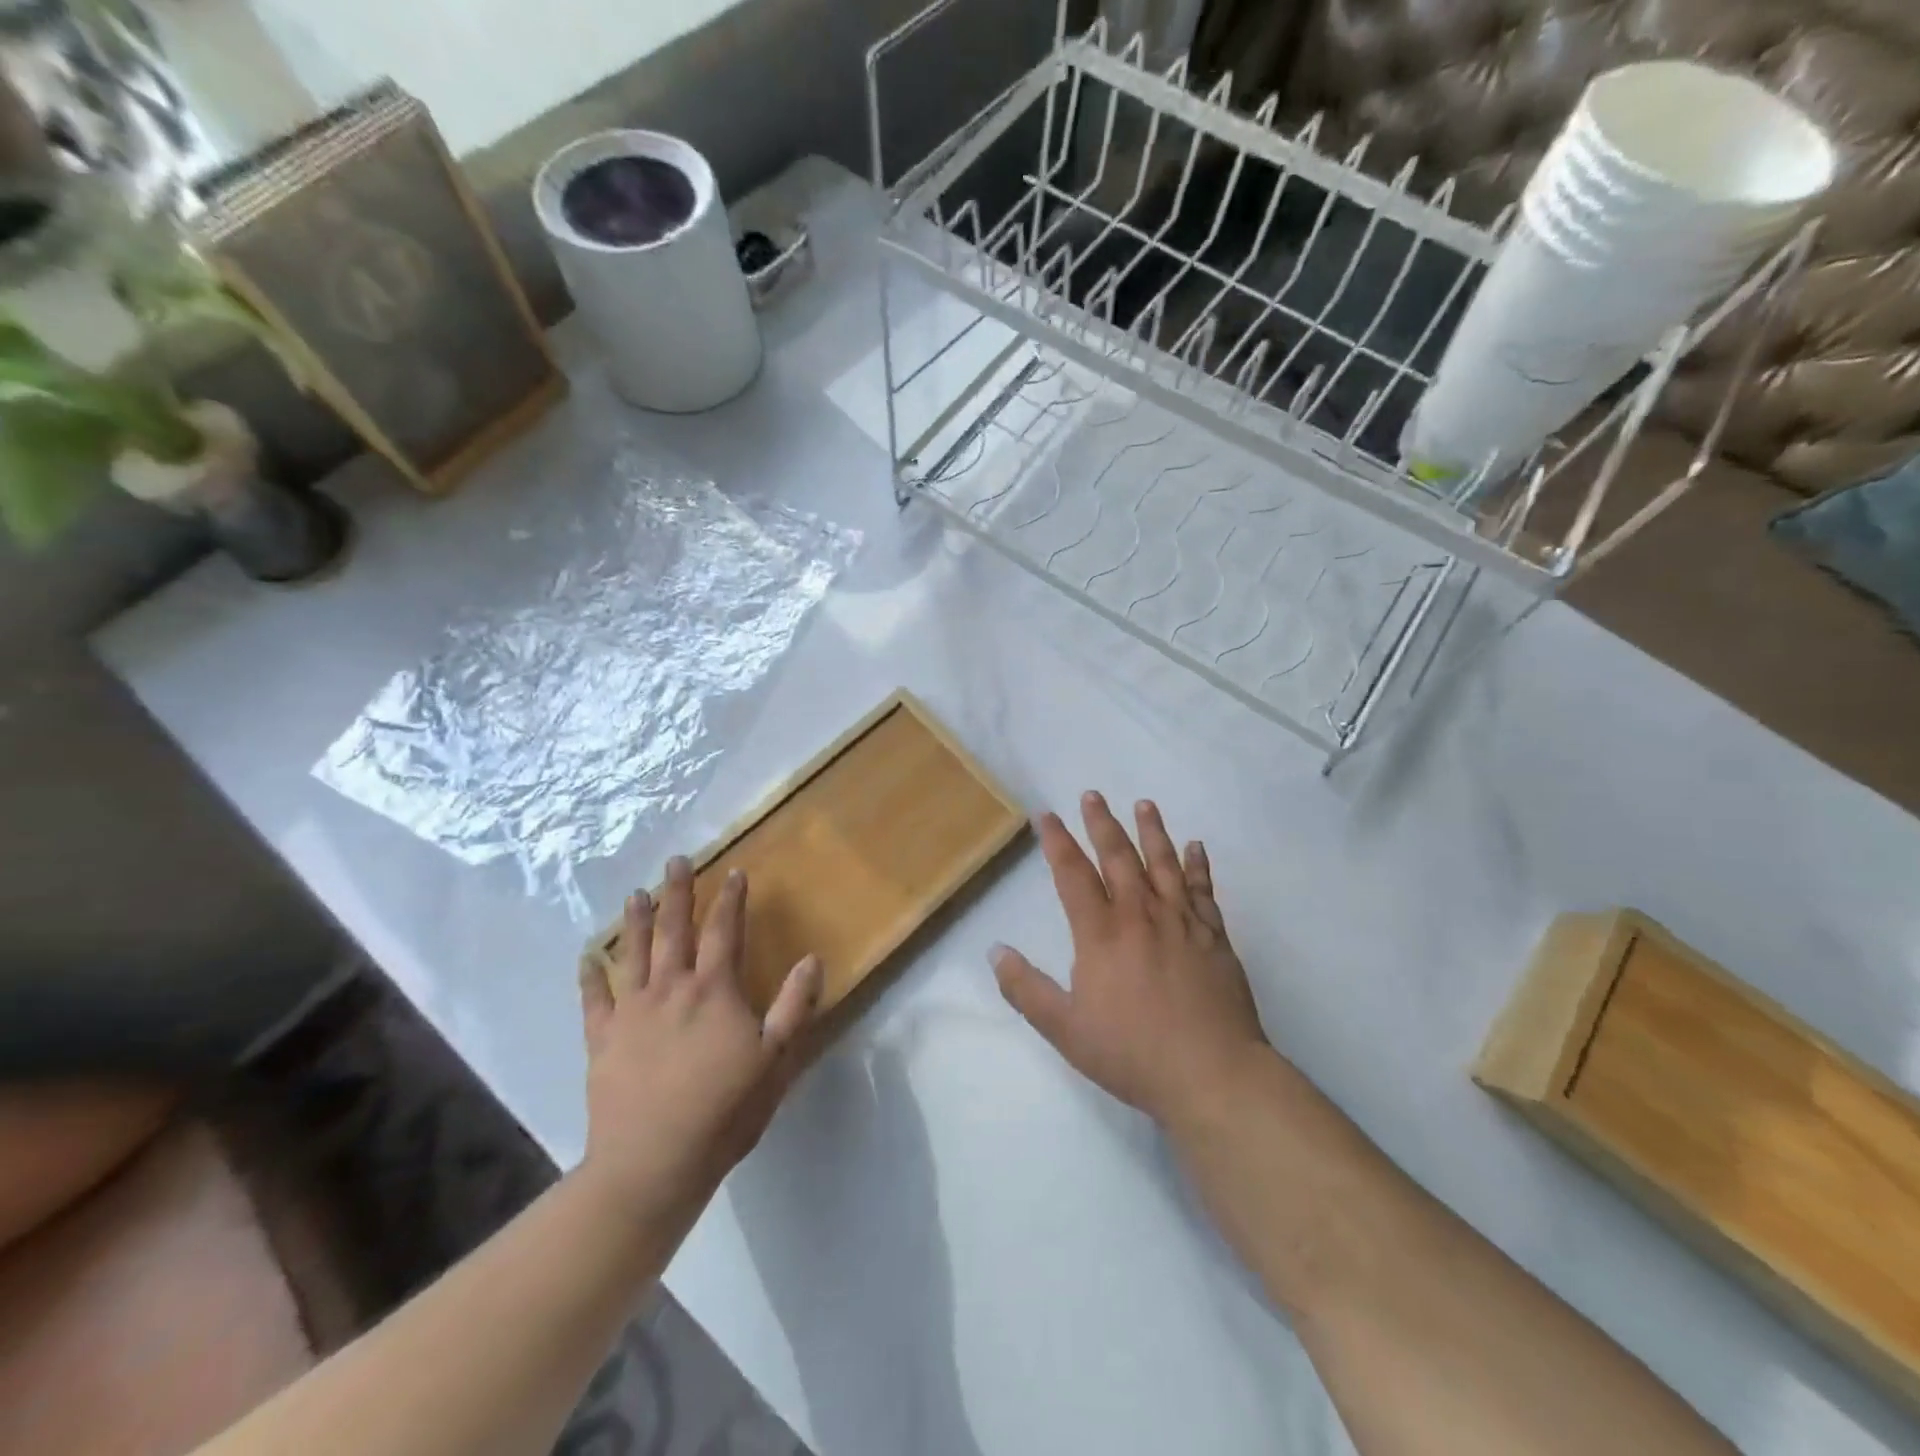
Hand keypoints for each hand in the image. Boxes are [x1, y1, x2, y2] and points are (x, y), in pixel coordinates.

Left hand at [579, 858, 821, 1215]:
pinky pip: (593, 1000)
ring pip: (632, 954)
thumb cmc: (724, 1111)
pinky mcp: (602, 1041)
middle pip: (674, 930)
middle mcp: (671, 989)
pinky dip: (589, 976)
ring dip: (634, 921)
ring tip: (635, 893)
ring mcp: (631, 1013)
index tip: (733, 871)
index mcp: (714, 990)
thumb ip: (795, 1007)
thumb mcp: (776, 1060)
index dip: (731, 899)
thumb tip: (812, 959)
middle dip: (677, 893)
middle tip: (675, 861)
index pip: (725, 931)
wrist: (652, 1164)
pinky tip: (586, 958)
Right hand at [992, 792, 1267, 1126]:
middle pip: (1117, 857)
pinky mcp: (1214, 936)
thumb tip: (995, 951)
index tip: (1046, 815)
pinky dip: (1198, 865)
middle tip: (1092, 795)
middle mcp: (1140, 915)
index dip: (1057, 841)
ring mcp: (1181, 922)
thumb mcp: (1064, 1029)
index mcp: (1101, 933)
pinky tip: (1195, 846)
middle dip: (1101, 823)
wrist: (1211, 1074)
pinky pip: (1203, 890)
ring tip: (1144, 804)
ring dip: (1151, 830)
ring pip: (1163, 863)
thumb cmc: (1132, 1052)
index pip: (1073, 874)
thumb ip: (1026, 989)